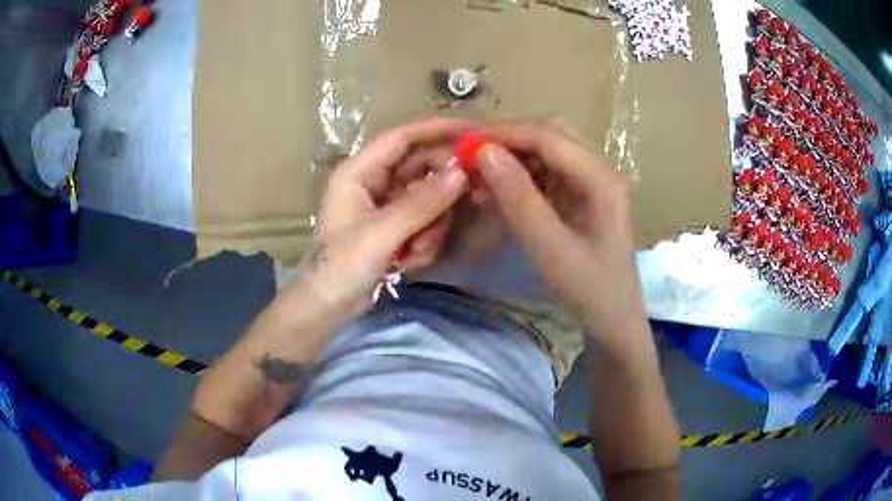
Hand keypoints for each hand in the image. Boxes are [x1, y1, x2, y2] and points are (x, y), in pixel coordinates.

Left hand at [286, 118, 471, 316]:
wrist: (329, 306)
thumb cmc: (342, 265)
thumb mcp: (382, 233)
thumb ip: (422, 203)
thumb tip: (461, 174)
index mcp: (358, 172)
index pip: (401, 138)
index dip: (436, 129)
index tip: (472, 130)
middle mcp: (373, 182)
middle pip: (420, 167)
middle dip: (442, 189)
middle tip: (473, 194)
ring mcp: (385, 205)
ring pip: (427, 198)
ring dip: (431, 225)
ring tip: (418, 249)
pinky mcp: (395, 227)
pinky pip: (424, 221)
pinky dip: (424, 240)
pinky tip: (409, 263)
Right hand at [473, 122, 648, 352]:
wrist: (613, 318)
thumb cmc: (587, 289)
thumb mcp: (549, 248)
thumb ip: (518, 197)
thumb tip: (484, 152)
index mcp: (601, 179)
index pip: (548, 137)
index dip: (504, 134)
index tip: (463, 143)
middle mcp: (601, 170)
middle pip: (550, 135)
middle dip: (507, 142)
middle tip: (469, 158)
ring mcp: (594, 180)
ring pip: (548, 151)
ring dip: (513, 159)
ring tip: (480, 180)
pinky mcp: (585, 193)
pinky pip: (550, 171)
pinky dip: (522, 175)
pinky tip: (500, 192)